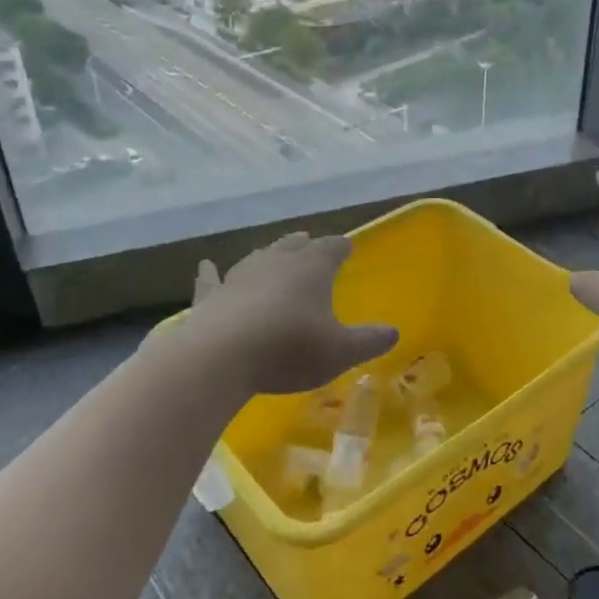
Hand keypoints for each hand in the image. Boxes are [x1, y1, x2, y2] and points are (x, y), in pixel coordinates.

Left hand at [179, 232, 397, 396]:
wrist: (223, 356)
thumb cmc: (290, 349)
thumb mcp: (340, 351)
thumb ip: (369, 341)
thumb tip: (394, 332)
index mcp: (312, 268)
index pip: (332, 248)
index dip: (341, 247)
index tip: (347, 246)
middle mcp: (276, 262)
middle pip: (294, 246)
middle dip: (304, 245)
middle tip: (309, 241)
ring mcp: (240, 275)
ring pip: (258, 257)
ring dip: (268, 255)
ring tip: (274, 251)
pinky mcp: (212, 296)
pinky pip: (212, 280)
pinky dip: (210, 273)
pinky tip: (205, 265)